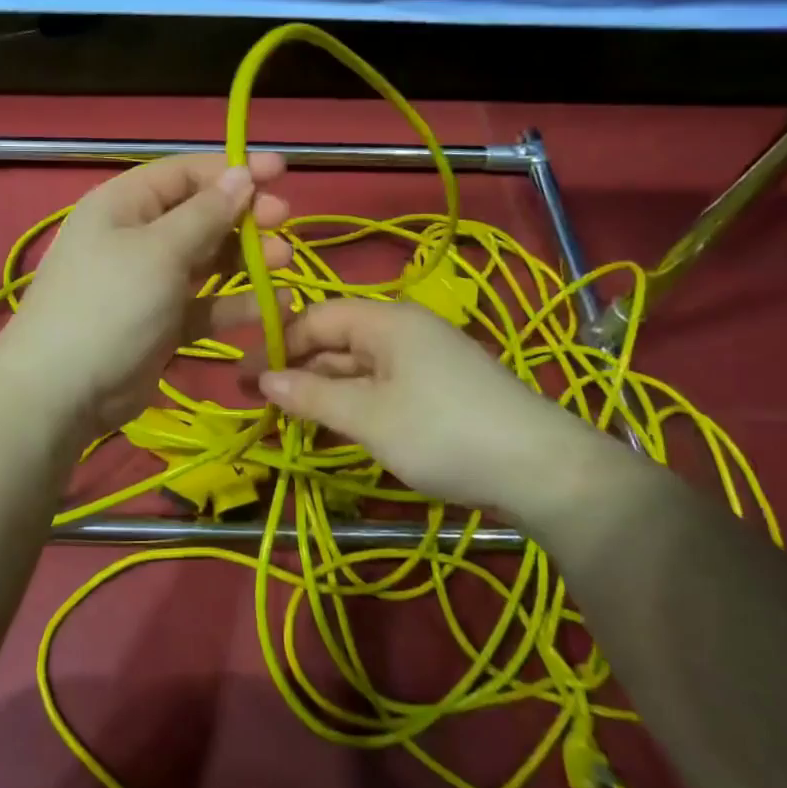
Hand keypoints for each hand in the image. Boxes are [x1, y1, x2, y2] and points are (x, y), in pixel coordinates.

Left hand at [0, 153, 290, 439]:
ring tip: (284, 260)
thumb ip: (206, 213)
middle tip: (284, 221)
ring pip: (207, 260)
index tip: (280, 172)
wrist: (62, 391)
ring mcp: (149, 282)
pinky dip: (236, 303)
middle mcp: (137, 237)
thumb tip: (241, 174)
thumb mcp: (159, 250)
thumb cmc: (110, 304)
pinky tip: (274, 305)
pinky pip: (205, 304)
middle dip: (244, 216)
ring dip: (246, 259)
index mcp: (125, 204)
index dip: (232, 169)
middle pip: (200, 215)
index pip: (185, 173)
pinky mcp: (162, 323)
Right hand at [258, 298, 612, 518]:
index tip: (243, 378)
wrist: (543, 470)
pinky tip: (336, 429)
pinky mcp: (440, 388)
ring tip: (289, 420)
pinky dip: (354, 403)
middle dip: (296, 369)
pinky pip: (382, 386)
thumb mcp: (367, 416)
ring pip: (358, 366)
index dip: (276, 344)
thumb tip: (264, 381)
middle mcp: (404, 329)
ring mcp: (425, 359)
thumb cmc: (443, 432)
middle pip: (336, 340)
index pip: (315, 317)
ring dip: (323, 390)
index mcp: (385, 320)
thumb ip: (311, 396)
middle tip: (259, 404)